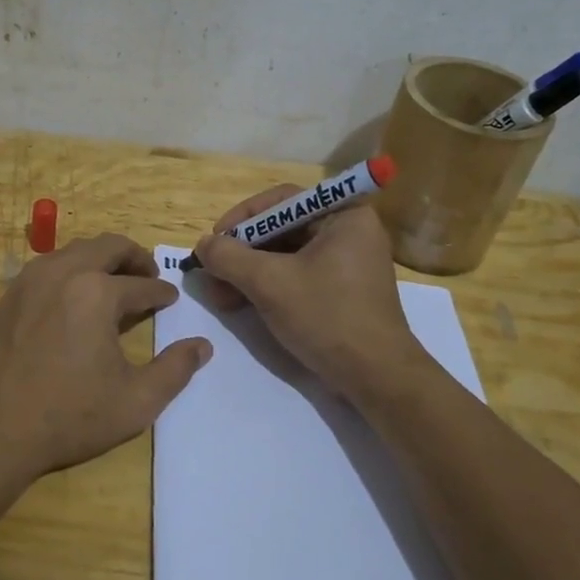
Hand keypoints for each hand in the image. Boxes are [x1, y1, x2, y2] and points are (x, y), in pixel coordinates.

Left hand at [0, 233, 210, 480]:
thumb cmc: (67, 416)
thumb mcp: (135, 402)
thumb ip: (175, 370)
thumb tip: (202, 346)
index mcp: (97, 292)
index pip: (142, 284)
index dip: (162, 292)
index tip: (171, 299)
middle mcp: (64, 272)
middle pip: (108, 246)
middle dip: (135, 258)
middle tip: (149, 275)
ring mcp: (31, 279)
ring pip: (76, 250)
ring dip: (102, 259)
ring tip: (115, 283)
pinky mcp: (9, 295)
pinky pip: (50, 266)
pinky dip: (72, 270)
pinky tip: (76, 298)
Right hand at [193, 188, 427, 399]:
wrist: (376, 378)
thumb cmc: (327, 317)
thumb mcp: (269, 282)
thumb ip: (229, 257)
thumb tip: (203, 245)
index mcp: (344, 216)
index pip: (281, 201)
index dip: (242, 218)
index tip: (215, 240)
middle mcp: (349, 232)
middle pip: (281, 229)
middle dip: (242, 252)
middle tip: (212, 272)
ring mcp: (347, 264)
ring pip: (285, 256)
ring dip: (248, 273)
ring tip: (219, 296)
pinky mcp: (341, 292)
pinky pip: (296, 276)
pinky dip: (267, 287)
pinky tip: (240, 304)